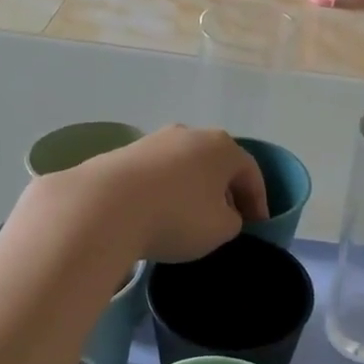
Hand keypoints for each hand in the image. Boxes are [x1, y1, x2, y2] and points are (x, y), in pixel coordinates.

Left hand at [35, 126, 267, 262]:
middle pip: (217, 164)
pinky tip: (157, 214)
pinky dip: (164, 191)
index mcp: (222, 147)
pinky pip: (157, 174)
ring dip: (193, 190)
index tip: (258, 226)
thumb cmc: (176, 217)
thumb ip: (233, 220)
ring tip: (190, 219)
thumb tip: (222, 214)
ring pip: (185, 167)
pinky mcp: (124, 153)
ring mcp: (154, 140)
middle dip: (225, 192)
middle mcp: (190, 134)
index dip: (259, 202)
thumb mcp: (221, 230)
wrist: (104, 207)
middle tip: (227, 220)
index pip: (251, 173)